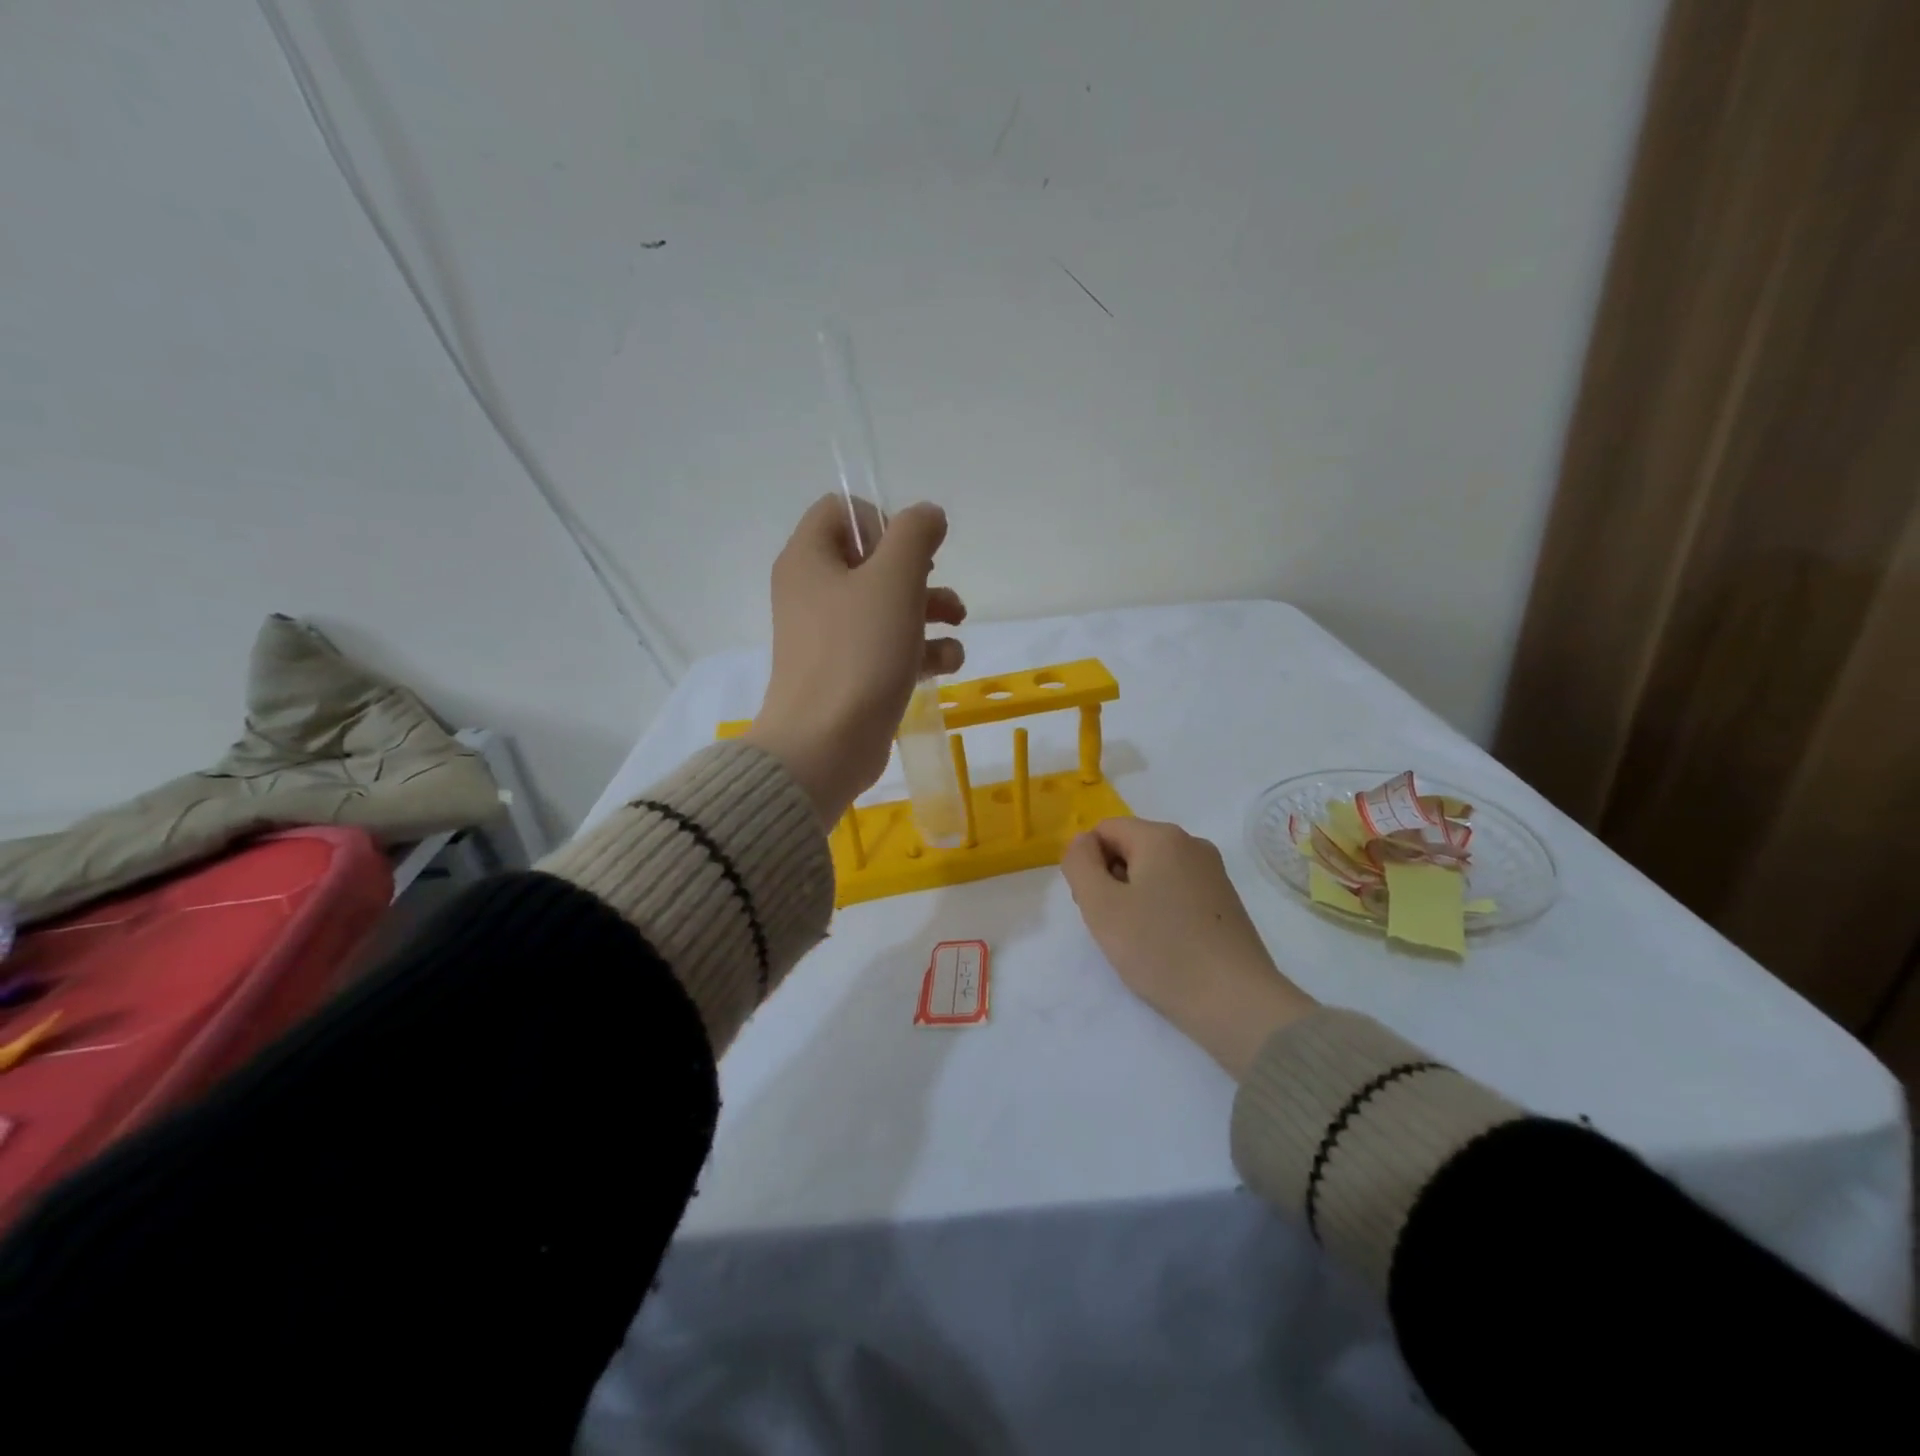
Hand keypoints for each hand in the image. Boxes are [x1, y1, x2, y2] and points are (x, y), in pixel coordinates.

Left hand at [743, 495, 965, 824]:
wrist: (825, 745)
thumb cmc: (858, 653)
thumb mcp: (894, 580)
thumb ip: (915, 535)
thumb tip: (927, 515)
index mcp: (809, 559)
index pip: (841, 511)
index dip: (883, 522)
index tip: (910, 553)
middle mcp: (812, 592)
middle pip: (870, 560)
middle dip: (918, 572)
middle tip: (936, 588)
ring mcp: (828, 637)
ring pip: (885, 605)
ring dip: (928, 609)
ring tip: (958, 625)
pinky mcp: (847, 673)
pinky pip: (886, 646)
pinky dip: (918, 649)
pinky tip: (946, 664)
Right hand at [1061, 818, 1317, 1078]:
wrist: (1235, 1002)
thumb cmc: (1160, 949)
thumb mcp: (1100, 905)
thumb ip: (1079, 863)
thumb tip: (1083, 842)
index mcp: (1162, 836)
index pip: (1105, 830)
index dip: (1089, 864)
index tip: (1094, 905)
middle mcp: (1192, 844)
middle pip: (1130, 847)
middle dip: (1111, 880)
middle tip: (1113, 926)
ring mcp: (1214, 873)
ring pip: (1153, 871)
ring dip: (1134, 898)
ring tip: (1139, 940)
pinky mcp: (1226, 902)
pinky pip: (1177, 891)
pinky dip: (1161, 911)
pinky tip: (1166, 946)